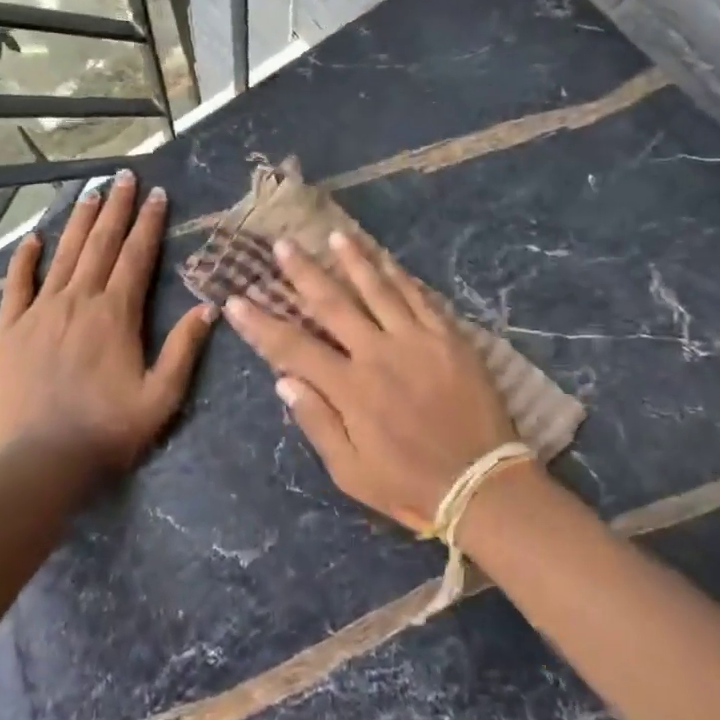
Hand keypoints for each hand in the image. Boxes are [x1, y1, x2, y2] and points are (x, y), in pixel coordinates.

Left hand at [0, 170, 216, 475]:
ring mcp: (40, 312)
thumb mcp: (162, 396)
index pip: (136, 257)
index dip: (148, 223)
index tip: (157, 195)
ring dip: (78, 222)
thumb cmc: (108, 430)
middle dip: (115, 208)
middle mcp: (78, 301)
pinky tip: (34, 239)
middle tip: (124, 177)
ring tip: (90, 192)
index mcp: (116, 314)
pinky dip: (25, 259)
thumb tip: (209, 306)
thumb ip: (184, 348)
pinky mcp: (10, 330)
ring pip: (63, 255)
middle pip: (100, 245)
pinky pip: (17, 285)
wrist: (41, 462)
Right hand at [223, 231, 520, 532]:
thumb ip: (317, 422)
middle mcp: (378, 353)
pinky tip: (387, 259)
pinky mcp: (449, 337)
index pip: (293, 347)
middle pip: (333, 303)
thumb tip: (284, 381)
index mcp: (350, 388)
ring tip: (334, 235)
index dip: (261, 324)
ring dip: (353, 260)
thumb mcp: (351, 472)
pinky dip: (400, 276)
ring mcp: (416, 340)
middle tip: (283, 245)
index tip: (236, 300)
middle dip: (303, 272)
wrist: (482, 483)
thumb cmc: (410, 484)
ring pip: (378, 289)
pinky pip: (420, 297)